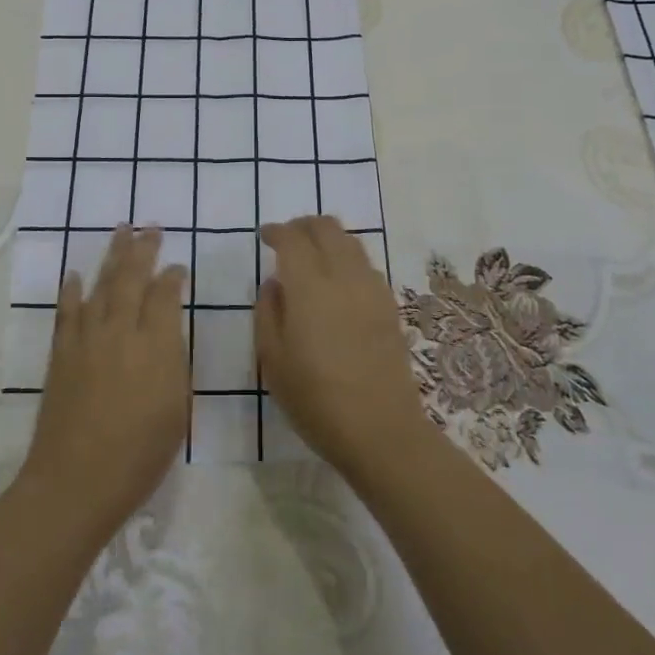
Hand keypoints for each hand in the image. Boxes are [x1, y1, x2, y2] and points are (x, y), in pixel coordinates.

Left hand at [20, 227, 188, 537]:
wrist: (76, 481)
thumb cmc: (139, 454)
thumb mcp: (176, 408)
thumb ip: (173, 361)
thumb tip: (166, 330)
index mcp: (155, 345)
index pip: (165, 295)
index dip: (172, 277)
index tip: (178, 268)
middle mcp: (119, 331)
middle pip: (131, 278)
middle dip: (143, 250)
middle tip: (149, 227)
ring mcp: (86, 339)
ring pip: (100, 285)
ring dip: (111, 256)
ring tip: (120, 232)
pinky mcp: (61, 353)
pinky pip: (67, 311)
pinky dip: (72, 289)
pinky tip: (76, 274)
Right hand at [257, 215, 433, 481]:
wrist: (380, 429)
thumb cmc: (315, 399)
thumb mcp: (272, 360)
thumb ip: (268, 312)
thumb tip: (274, 283)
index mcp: (309, 287)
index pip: (293, 238)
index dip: (277, 231)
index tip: (265, 236)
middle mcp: (344, 276)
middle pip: (327, 227)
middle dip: (304, 225)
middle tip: (288, 239)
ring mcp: (372, 289)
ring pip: (351, 241)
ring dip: (328, 237)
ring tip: (313, 255)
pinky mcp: (389, 305)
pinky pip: (366, 264)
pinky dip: (347, 257)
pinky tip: (338, 281)